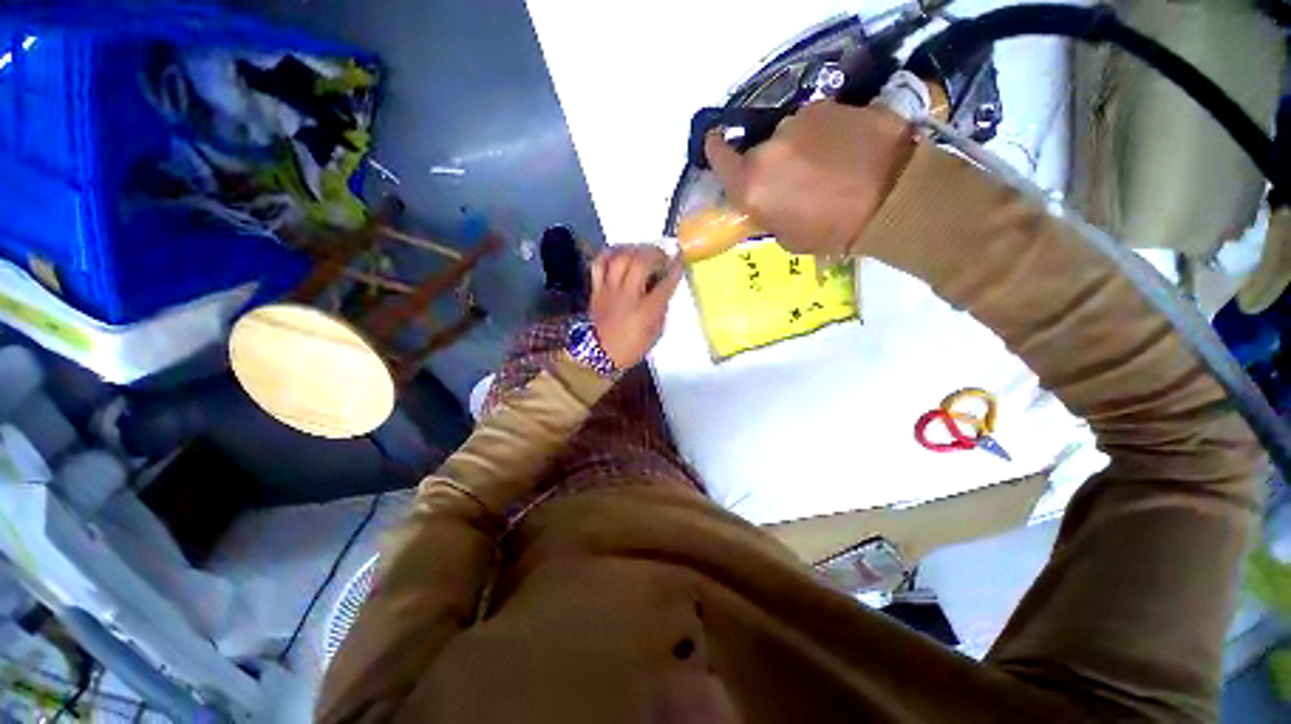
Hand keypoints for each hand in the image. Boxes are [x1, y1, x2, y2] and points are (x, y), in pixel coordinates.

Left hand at [590, 245, 682, 368]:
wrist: (599, 354)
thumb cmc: (632, 346)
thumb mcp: (656, 332)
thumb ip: (661, 308)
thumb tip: (662, 287)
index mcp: (646, 311)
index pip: (665, 284)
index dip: (675, 269)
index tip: (680, 259)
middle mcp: (628, 296)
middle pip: (640, 262)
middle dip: (655, 253)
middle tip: (662, 255)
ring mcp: (609, 290)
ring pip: (620, 258)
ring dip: (634, 249)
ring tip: (643, 252)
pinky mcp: (596, 288)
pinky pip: (600, 263)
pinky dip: (610, 253)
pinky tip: (620, 253)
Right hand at [704, 102, 914, 256]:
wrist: (891, 197)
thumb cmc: (833, 230)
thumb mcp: (788, 238)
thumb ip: (767, 214)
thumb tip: (765, 200)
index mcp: (752, 185)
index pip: (719, 158)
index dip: (715, 151)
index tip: (715, 145)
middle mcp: (768, 149)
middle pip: (757, 150)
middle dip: (768, 163)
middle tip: (790, 178)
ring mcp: (800, 122)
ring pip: (787, 134)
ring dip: (796, 147)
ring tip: (823, 165)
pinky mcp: (830, 106)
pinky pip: (815, 122)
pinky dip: (821, 134)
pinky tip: (842, 149)